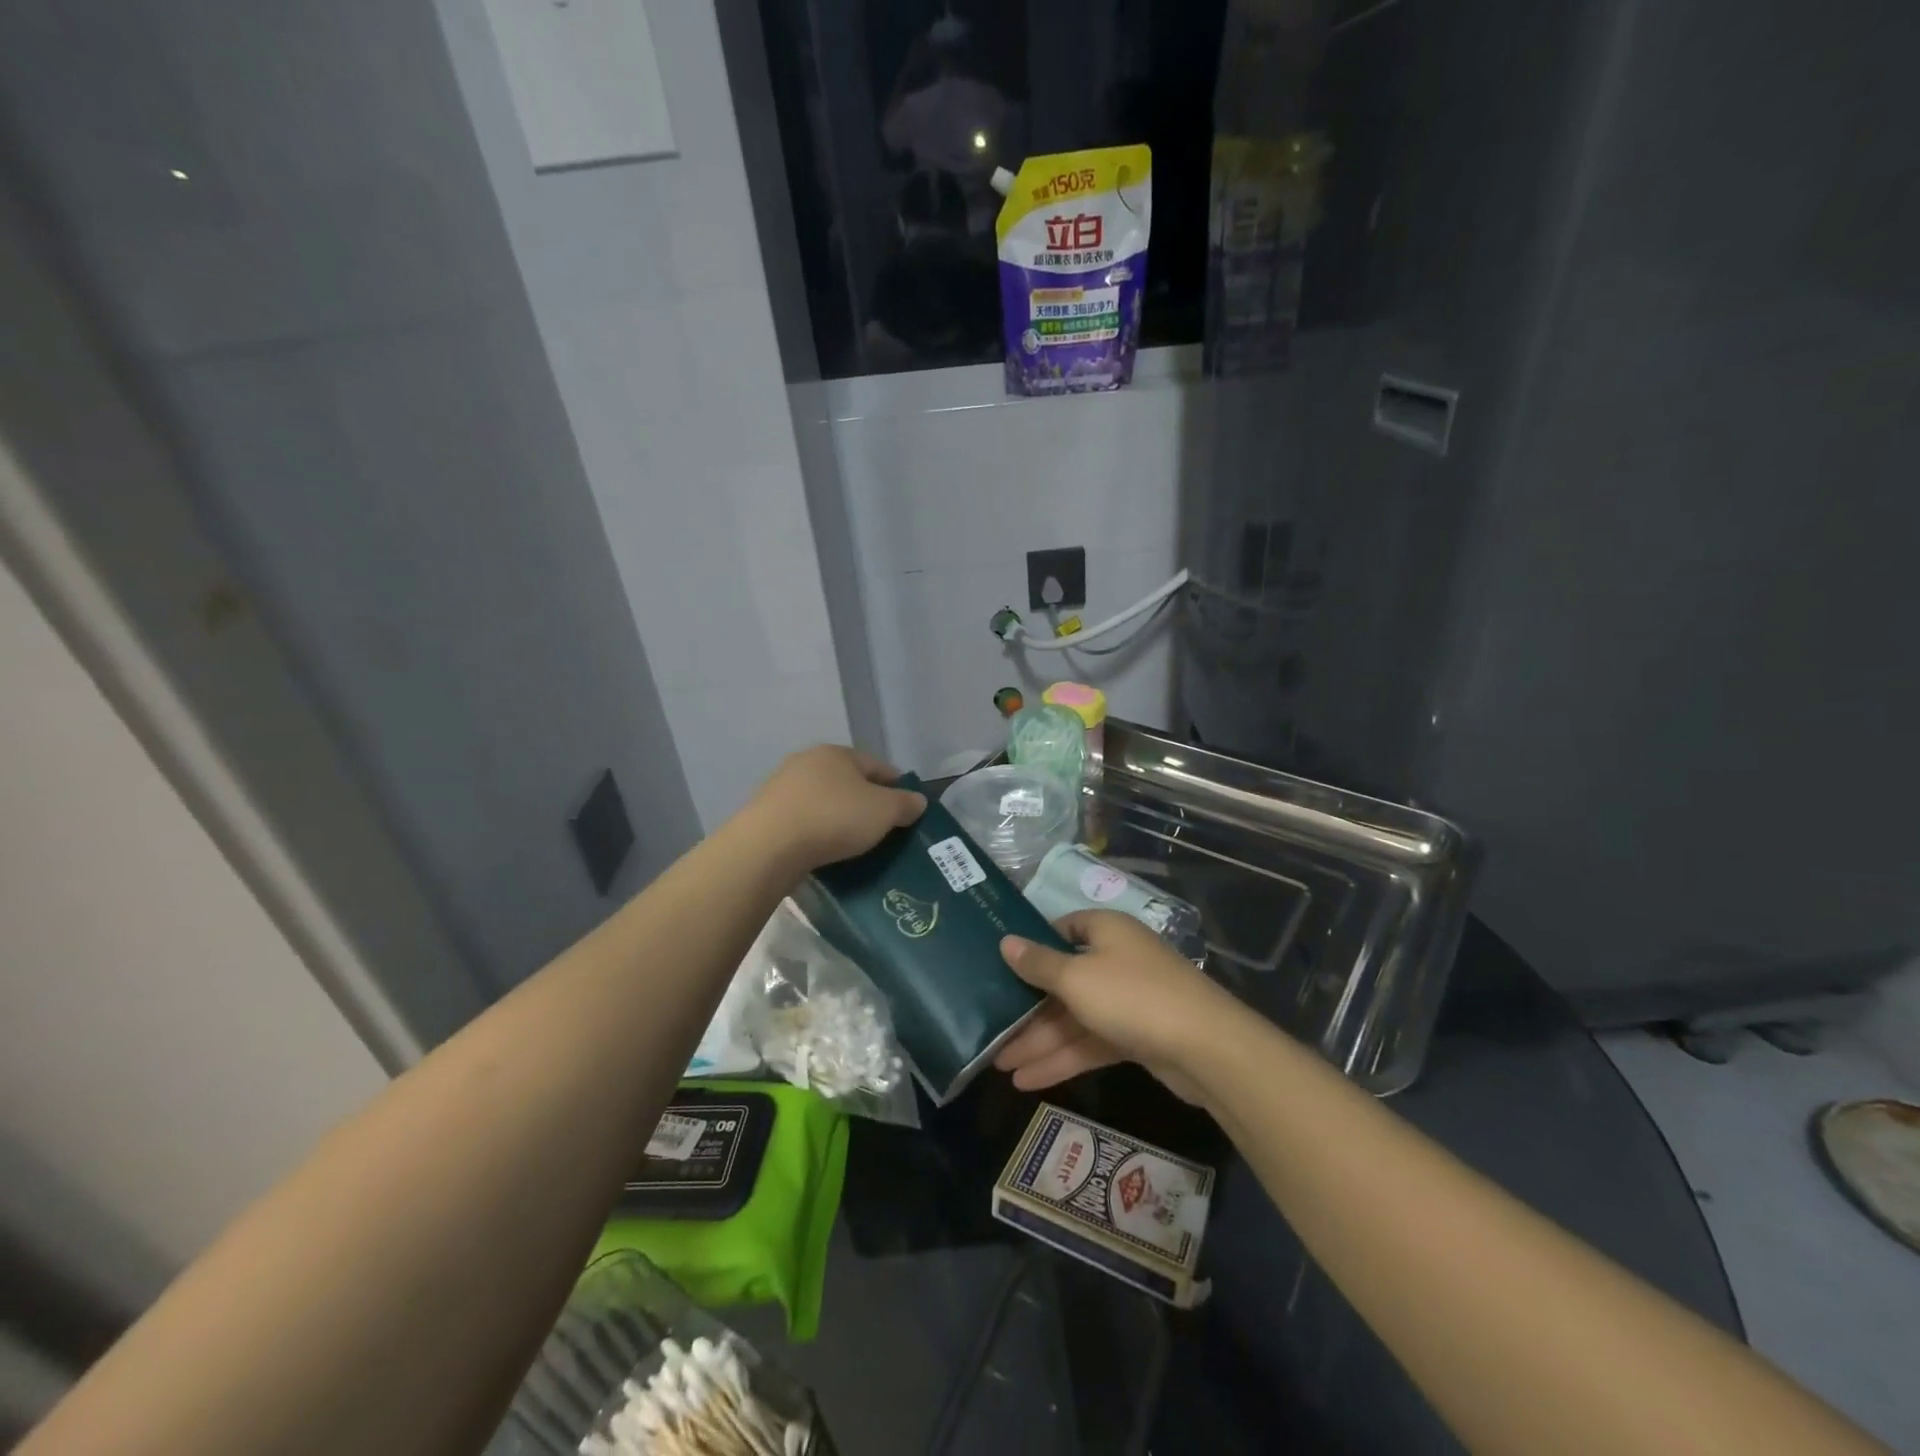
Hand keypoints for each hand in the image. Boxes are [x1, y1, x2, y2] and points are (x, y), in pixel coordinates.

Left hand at [746, 746, 925, 871]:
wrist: (768, 847)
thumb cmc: (834, 818)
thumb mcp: (884, 811)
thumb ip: (905, 804)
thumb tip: (917, 801)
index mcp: (837, 753)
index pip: (878, 766)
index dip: (898, 787)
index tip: (909, 810)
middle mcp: (807, 762)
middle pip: (848, 782)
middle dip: (866, 803)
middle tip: (883, 829)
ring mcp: (782, 788)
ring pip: (824, 801)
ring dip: (839, 818)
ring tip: (855, 844)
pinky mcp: (766, 815)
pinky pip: (803, 821)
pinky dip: (817, 833)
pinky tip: (825, 851)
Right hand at [994, 911, 1243, 1100]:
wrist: (1206, 1048)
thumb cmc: (1132, 996)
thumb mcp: (1076, 977)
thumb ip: (1038, 964)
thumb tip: (1005, 941)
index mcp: (1105, 930)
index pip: (1061, 929)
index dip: (1032, 946)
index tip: (999, 965)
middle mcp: (1116, 959)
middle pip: (1063, 980)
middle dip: (1027, 1009)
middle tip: (990, 1030)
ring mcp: (1128, 999)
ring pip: (1075, 1016)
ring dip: (1040, 1040)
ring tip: (1000, 1066)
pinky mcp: (1137, 1035)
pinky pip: (1092, 1041)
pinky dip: (1064, 1058)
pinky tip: (1029, 1081)